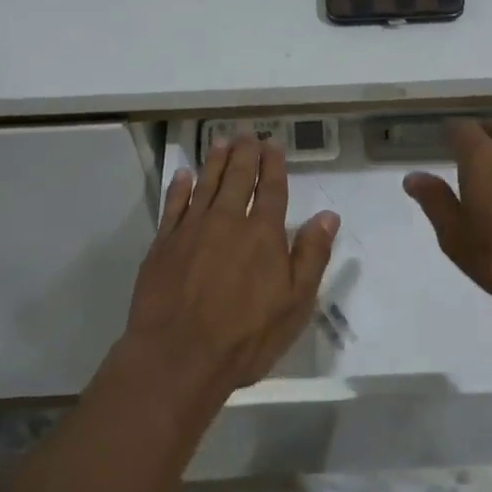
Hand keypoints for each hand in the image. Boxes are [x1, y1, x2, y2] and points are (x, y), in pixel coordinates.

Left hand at [120, 137, 338, 399]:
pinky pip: (173, 205)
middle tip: (247, 133)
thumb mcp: (294, 304)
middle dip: (245, 153)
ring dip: (215, 161)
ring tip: (221, 141)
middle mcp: (227, 221)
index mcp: (263, 234)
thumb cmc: (244, 337)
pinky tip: (184, 175)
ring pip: (206, 184)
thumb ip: (311, 255)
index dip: (273, 165)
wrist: (177, 357)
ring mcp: (192, 230)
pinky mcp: (163, 244)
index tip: (273, 144)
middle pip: (238, 178)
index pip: (272, 190)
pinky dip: (180, 187)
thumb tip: (327, 215)